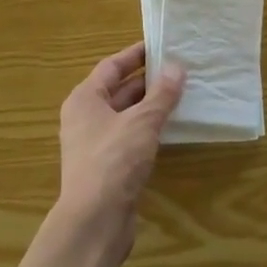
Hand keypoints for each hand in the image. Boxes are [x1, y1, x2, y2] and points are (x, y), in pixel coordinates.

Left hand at [55, 43, 185, 256]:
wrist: (94, 221)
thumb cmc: (114, 161)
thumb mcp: (142, 122)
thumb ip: (161, 94)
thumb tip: (177, 67)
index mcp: (85, 99)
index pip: (111, 66)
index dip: (136, 55)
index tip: (161, 45)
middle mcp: (85, 118)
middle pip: (118, 90)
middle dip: (148, 81)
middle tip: (180, 70)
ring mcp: (94, 144)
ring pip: (125, 116)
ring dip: (150, 106)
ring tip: (181, 95)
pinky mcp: (107, 167)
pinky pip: (129, 138)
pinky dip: (148, 130)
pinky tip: (170, 129)